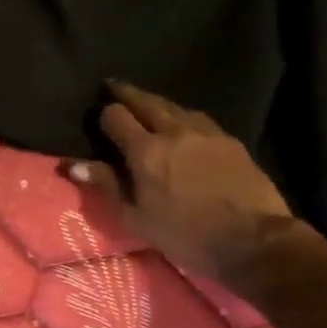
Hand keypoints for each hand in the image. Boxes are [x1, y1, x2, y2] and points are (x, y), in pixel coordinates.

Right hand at [69, 81, 298, 289]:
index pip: (116, 117)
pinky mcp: (230, 141)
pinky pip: (198, 118)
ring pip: (174, 106)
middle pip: (146, 101)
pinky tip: (182, 122)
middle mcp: (173, 131)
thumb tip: (73, 164)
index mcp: (145, 150)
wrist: (253, 241)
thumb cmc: (185, 235)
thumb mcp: (136, 218)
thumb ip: (106, 185)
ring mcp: (205, 133)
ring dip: (155, 102)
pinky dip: (182, 115)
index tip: (98, 119)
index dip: (104, 115)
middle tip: (112, 87)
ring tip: (146, 103)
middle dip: (126, 94)